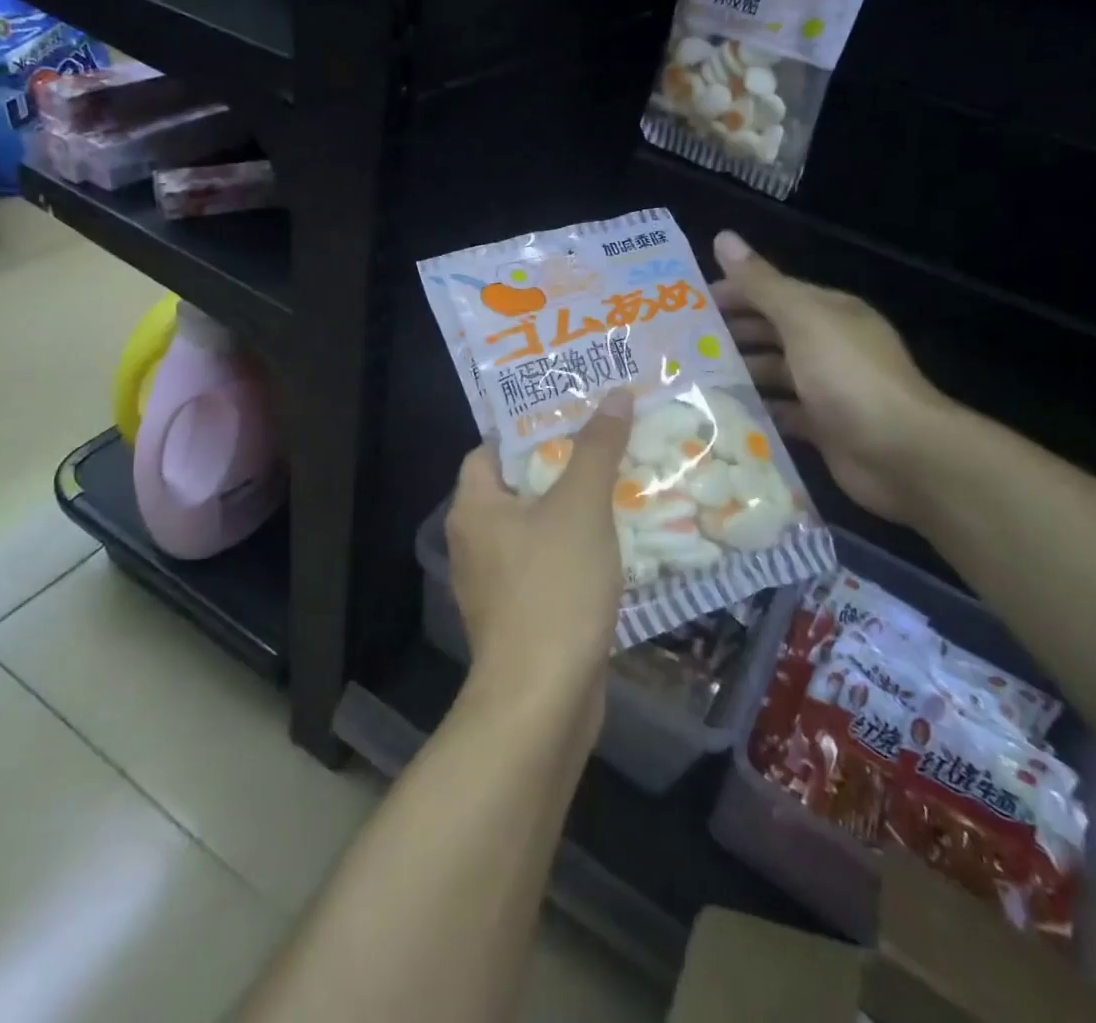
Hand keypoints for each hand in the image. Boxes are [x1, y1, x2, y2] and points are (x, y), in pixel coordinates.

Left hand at [445, 389, 633, 700]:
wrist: (542, 701)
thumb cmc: (553, 589)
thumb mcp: (581, 507)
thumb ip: (596, 448)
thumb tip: (613, 394)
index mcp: (474, 506)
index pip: (491, 447)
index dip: (529, 426)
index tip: (573, 409)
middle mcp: (475, 540)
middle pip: (518, 484)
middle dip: (562, 463)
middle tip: (607, 439)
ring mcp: (496, 581)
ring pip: (537, 526)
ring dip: (574, 506)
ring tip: (621, 480)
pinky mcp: (521, 613)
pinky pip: (548, 563)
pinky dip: (577, 547)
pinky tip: (616, 541)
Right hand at [712, 231, 952, 523]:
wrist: (902, 454)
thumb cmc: (848, 376)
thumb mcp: (802, 320)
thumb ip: (760, 284)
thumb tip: (722, 236)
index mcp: (828, 312)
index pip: (772, 292)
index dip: (732, 293)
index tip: (686, 304)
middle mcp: (828, 345)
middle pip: (770, 332)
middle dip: (729, 334)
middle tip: (679, 344)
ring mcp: (826, 388)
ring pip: (772, 372)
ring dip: (737, 373)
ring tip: (689, 379)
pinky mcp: (822, 426)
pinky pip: (780, 412)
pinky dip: (754, 410)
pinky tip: (719, 413)